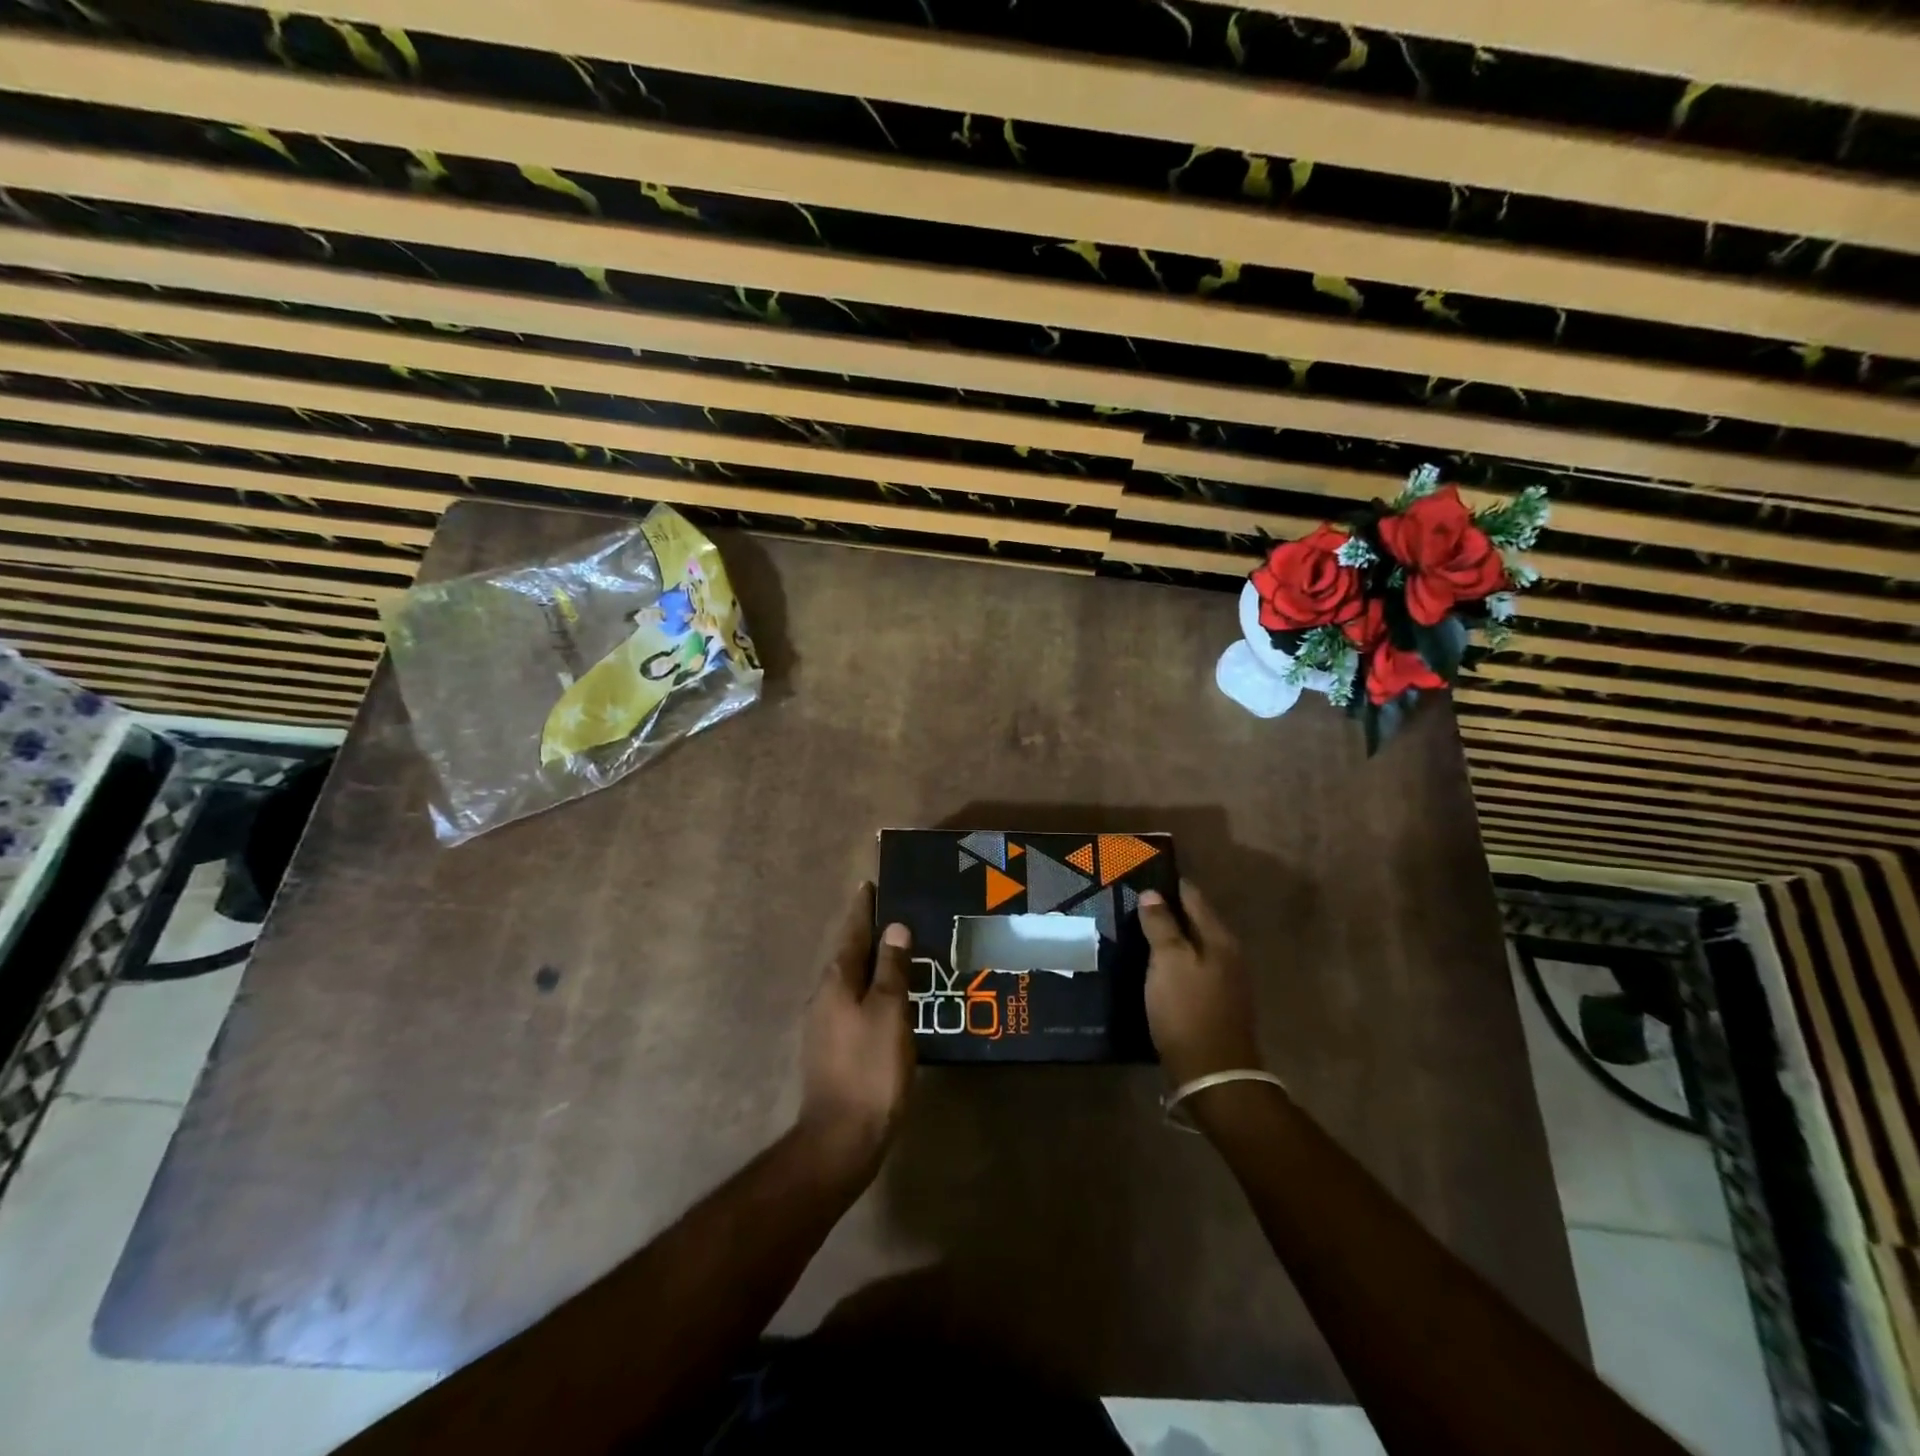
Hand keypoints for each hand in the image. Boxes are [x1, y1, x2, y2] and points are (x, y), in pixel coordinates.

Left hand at [798, 883, 915, 1178]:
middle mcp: (824, 996)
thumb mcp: (890, 1013)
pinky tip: (890, 999)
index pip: (851, 932)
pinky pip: (854, 1003)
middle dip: (868, 933)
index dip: (862, 908)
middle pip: (848, 954)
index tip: (869, 884)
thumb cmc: (870, 1068)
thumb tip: (894, 928)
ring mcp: (824, 1024)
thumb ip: (892, 969)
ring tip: (898, 952)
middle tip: (894, 914)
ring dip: (871, 963)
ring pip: (851, 980)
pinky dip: (872, 990)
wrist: (842, 1138)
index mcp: (837, 981)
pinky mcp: (832, 1048)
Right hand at [1139, 881, 1262, 1086]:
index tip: (1143, 875)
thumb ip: (1161, 925)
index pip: (1193, 897)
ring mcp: (1225, 981)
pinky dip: (1173, 961)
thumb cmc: (1188, 1010)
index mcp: (1219, 939)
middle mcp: (1227, 955)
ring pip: (1193, 947)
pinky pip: (1191, 969)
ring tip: (1137, 931)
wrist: (1213, 1075)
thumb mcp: (1168, 962)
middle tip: (1133, 902)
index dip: (1169, 885)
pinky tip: (1152, 966)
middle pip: (1195, 921)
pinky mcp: (1215, 1004)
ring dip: (1169, 937)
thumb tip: (1152, 893)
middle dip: (1167, 910)